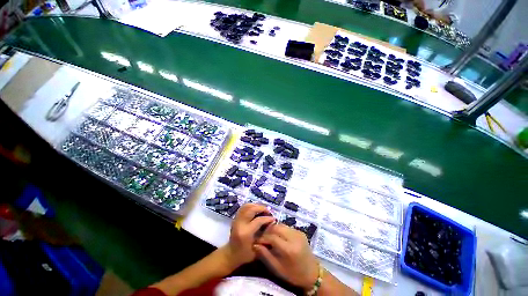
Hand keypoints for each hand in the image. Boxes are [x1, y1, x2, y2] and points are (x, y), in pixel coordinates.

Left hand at [223, 203, 275, 269]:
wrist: (231, 254)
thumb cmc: (245, 255)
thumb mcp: (258, 249)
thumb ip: (266, 239)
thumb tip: (272, 227)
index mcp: (245, 233)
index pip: (258, 220)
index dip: (268, 219)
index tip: (274, 220)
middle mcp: (239, 224)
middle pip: (250, 209)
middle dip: (262, 208)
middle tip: (269, 213)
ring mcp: (236, 221)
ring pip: (245, 206)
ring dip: (256, 206)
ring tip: (264, 211)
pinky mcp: (235, 220)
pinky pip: (243, 209)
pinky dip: (251, 207)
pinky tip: (257, 212)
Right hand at [254, 224, 318, 289]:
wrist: (312, 274)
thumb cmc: (293, 274)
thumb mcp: (276, 268)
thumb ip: (265, 255)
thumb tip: (255, 244)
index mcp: (288, 248)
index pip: (270, 236)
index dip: (261, 239)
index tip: (255, 243)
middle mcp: (295, 238)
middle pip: (276, 227)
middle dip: (266, 232)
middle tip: (261, 240)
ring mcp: (300, 234)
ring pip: (282, 225)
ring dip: (273, 230)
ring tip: (268, 240)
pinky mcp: (302, 234)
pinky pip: (287, 228)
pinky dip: (280, 231)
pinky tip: (277, 240)